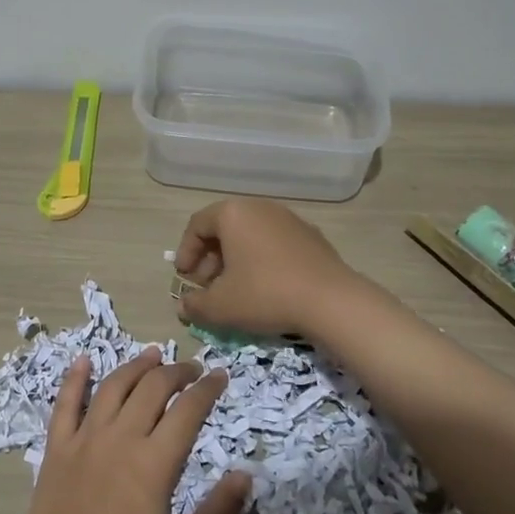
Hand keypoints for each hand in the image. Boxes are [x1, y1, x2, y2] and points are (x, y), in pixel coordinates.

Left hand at [9, 348, 249, 513]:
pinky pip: (66, 402)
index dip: (208, 389)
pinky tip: (84, 360)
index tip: (221, 376)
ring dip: (136, 365)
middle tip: (193, 370)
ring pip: (114, 385)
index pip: (188, 410)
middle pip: (153, 387)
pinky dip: (75, 377)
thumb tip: (246, 475)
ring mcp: (85, 438)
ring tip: (153, 354)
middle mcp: (120, 438)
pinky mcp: (58, 446)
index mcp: (153, 463)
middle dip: (177, 372)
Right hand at [174, 198, 363, 338]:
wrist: (330, 300)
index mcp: (233, 214)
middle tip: (207, 287)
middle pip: (224, 228)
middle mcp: (260, 207)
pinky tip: (265, 288)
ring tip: (235, 289)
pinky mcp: (310, 235)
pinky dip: (261, 260)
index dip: (186, 252)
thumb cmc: (265, 294)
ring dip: (235, 260)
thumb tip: (184, 305)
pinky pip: (274, 243)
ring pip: (250, 235)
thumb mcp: (221, 306)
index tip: (184, 278)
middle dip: (210, 258)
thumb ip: (195, 305)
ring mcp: (289, 219)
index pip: (197, 225)